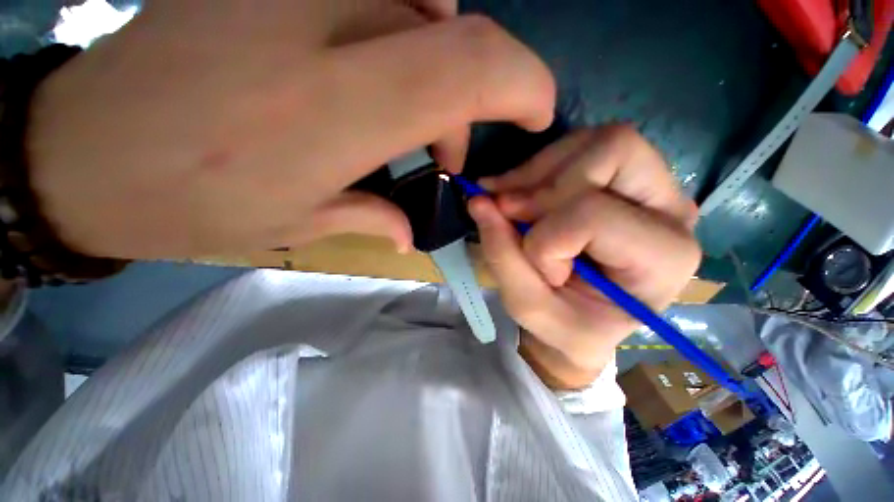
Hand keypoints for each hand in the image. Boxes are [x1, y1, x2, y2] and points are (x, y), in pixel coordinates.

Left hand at [27, 0, 554, 258]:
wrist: (83, 152)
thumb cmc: (188, 203)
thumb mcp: (298, 226)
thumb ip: (375, 217)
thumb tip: (415, 227)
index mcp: (332, 112)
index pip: (469, 69)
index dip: (523, 83)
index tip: (536, 112)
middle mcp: (317, 29)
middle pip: (456, 32)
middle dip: (479, 92)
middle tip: (449, 150)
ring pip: (423, 1)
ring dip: (441, 64)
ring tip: (413, 122)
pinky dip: (404, 26)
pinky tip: (374, 67)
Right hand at [467, 126, 700, 388]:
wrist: (585, 318)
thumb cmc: (567, 325)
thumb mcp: (530, 307)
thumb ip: (502, 256)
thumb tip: (478, 200)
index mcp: (665, 258)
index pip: (591, 216)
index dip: (545, 240)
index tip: (534, 265)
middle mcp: (672, 209)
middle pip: (612, 151)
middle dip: (543, 186)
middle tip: (508, 212)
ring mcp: (652, 183)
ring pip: (594, 141)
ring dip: (536, 172)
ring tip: (509, 203)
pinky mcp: (622, 173)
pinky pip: (579, 145)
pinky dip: (538, 167)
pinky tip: (519, 192)